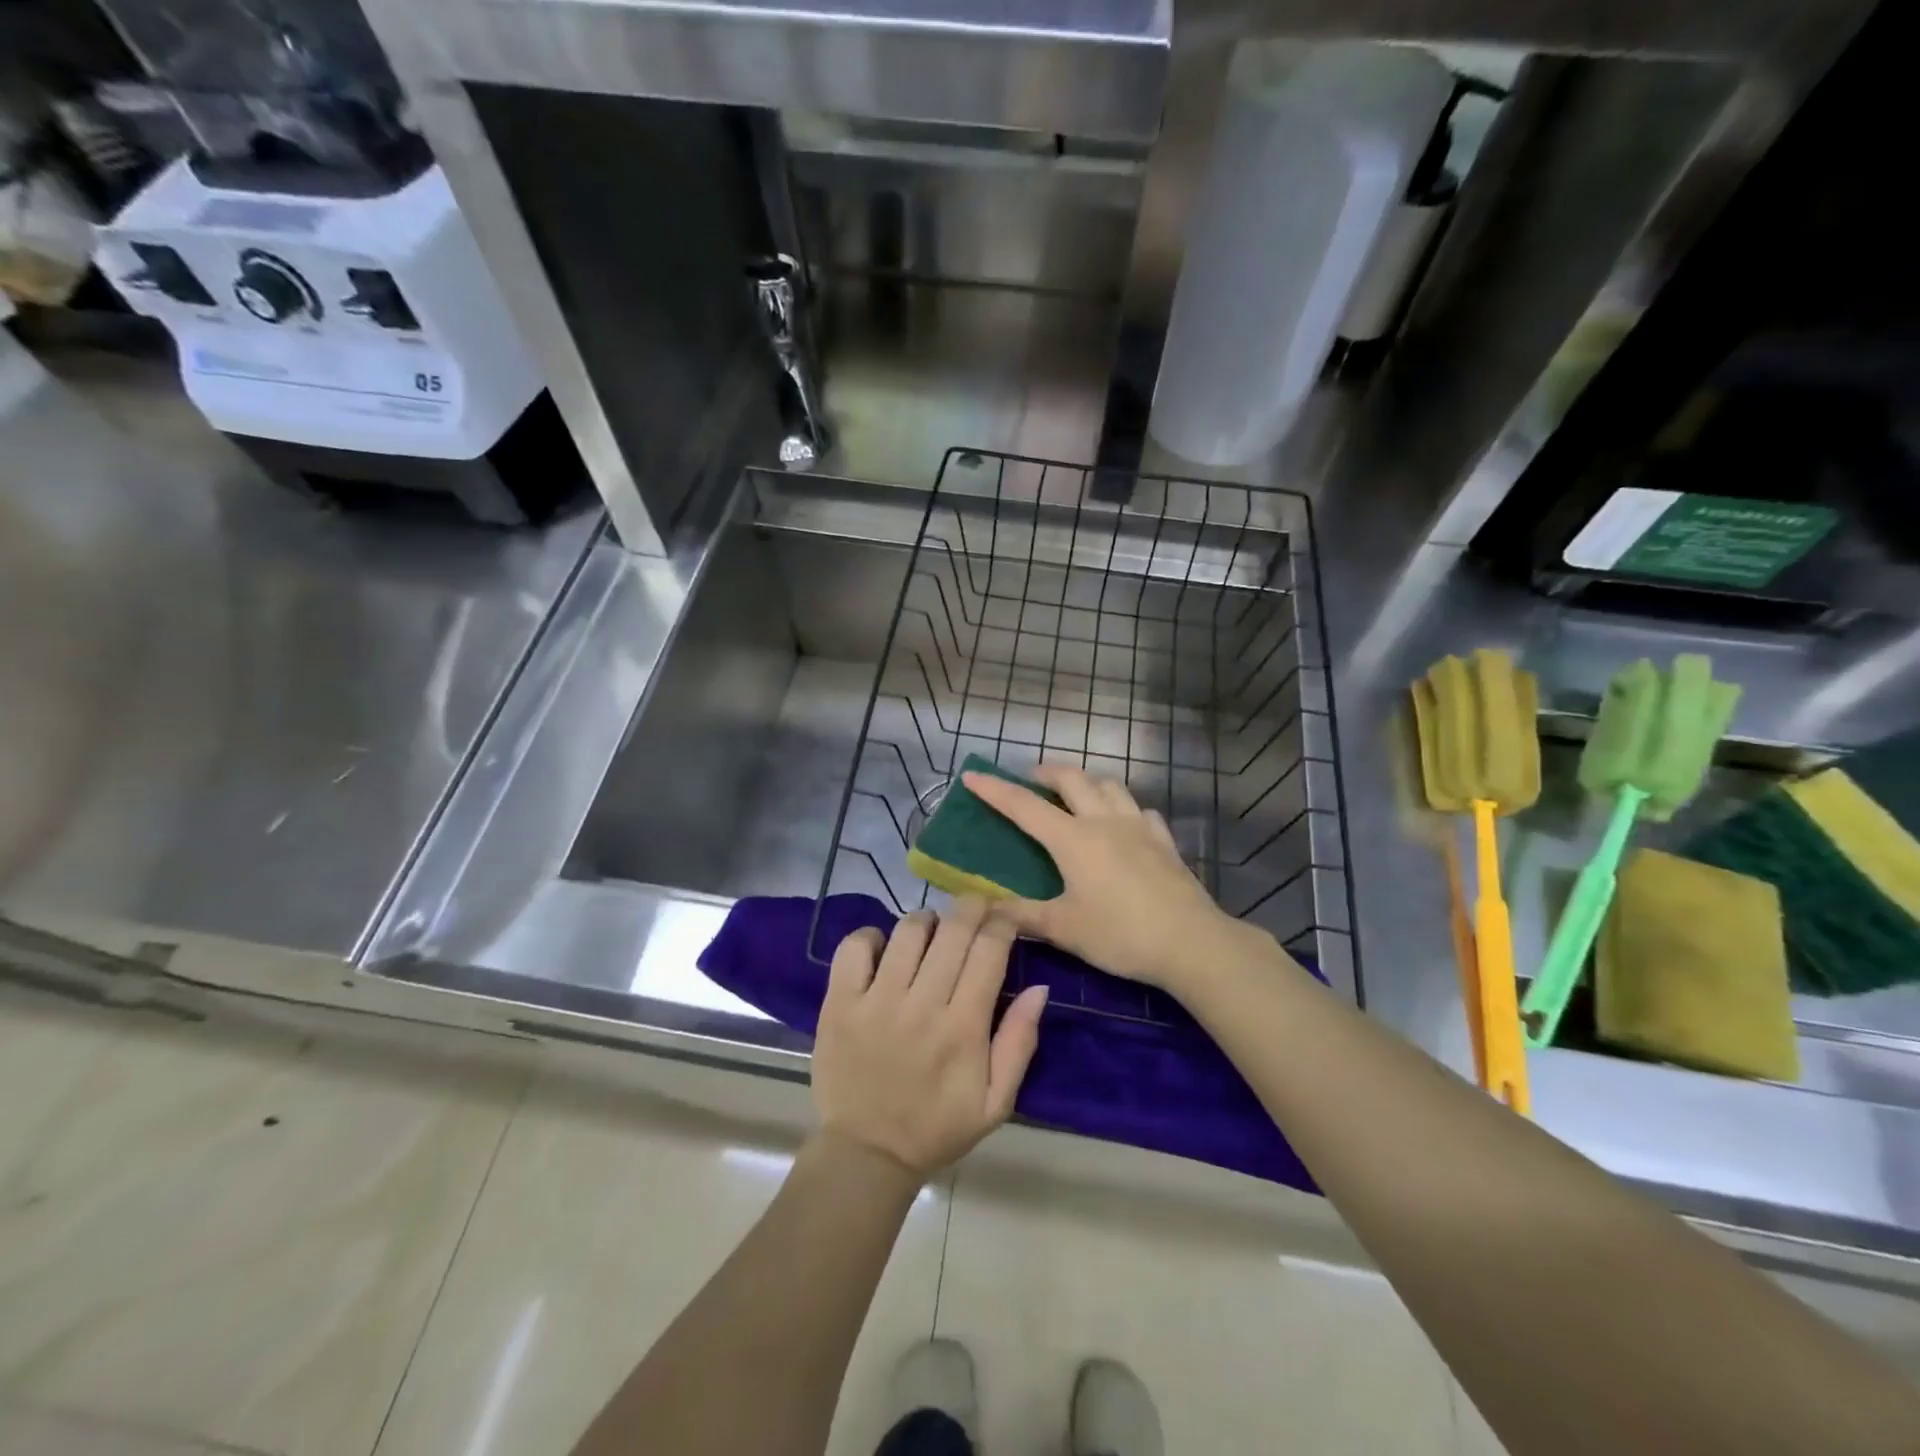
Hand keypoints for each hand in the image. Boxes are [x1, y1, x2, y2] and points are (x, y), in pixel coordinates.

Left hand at [812, 897, 1047, 1179]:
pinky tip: (883, 947)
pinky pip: (854, 947)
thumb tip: (1039, 987)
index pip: (989, 951)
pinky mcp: (839, 1003)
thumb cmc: (937, 1127)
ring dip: (927, 921)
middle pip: (953, 931)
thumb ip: (1020, 1042)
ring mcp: (876, 1001)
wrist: (867, 1154)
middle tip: (976, 907)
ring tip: (932, 931)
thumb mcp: (996, 1102)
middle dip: (971, 907)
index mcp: (963, 1028)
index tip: (1005, 916)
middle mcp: (922, 1005)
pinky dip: (871, 936)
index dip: (1002, 922)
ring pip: (908, 931)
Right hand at [962, 765, 1273, 993]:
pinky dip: (1124, 808)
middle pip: (1072, 780)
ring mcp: (1138, 826)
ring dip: (1087, 782)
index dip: (995, 790)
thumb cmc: (1120, 934)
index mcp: (1072, 839)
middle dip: (1046, 773)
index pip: (1024, 806)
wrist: (1191, 942)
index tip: (972, 775)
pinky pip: (1140, 811)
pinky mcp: (1164, 841)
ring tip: (1076, 795)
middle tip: (1030, 780)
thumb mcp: (1064, 929)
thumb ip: (1022, 916)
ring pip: (1110, 785)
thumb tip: (985, 910)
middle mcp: (1103, 821)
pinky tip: (1124, 824)